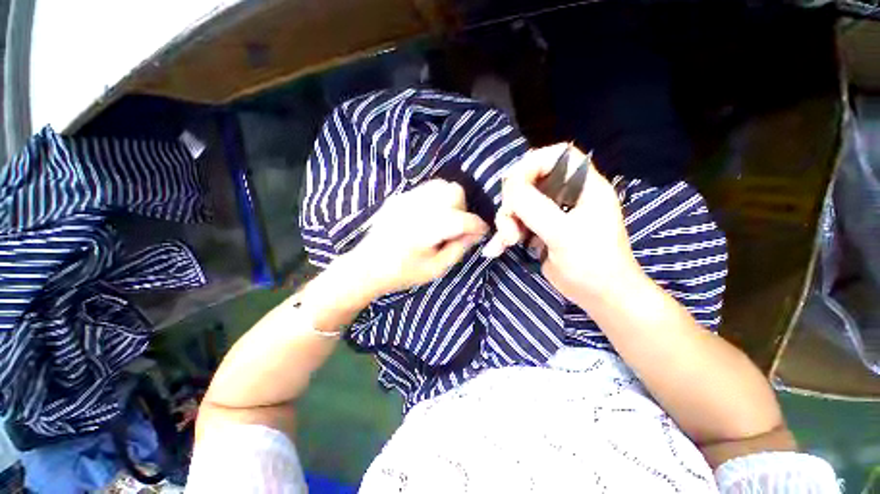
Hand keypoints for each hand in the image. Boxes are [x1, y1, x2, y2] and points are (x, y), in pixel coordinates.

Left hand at [347, 180, 488, 296]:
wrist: (366, 267)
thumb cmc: (402, 273)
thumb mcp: (436, 268)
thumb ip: (459, 248)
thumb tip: (476, 233)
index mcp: (425, 230)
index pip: (461, 219)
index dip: (477, 225)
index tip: (482, 232)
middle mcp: (416, 208)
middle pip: (453, 192)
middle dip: (462, 209)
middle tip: (457, 227)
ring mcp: (405, 199)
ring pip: (440, 186)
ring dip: (449, 201)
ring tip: (443, 220)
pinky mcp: (398, 197)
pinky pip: (425, 189)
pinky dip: (435, 199)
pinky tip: (428, 217)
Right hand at [482, 143, 641, 304]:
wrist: (599, 297)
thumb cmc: (592, 264)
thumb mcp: (563, 234)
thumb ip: (535, 207)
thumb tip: (508, 185)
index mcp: (584, 187)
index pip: (558, 156)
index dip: (534, 163)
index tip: (514, 184)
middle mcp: (566, 195)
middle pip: (530, 181)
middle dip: (513, 203)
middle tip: (509, 226)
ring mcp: (552, 213)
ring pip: (519, 204)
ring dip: (507, 221)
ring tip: (507, 242)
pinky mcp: (541, 230)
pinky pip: (517, 223)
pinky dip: (505, 234)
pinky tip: (497, 249)